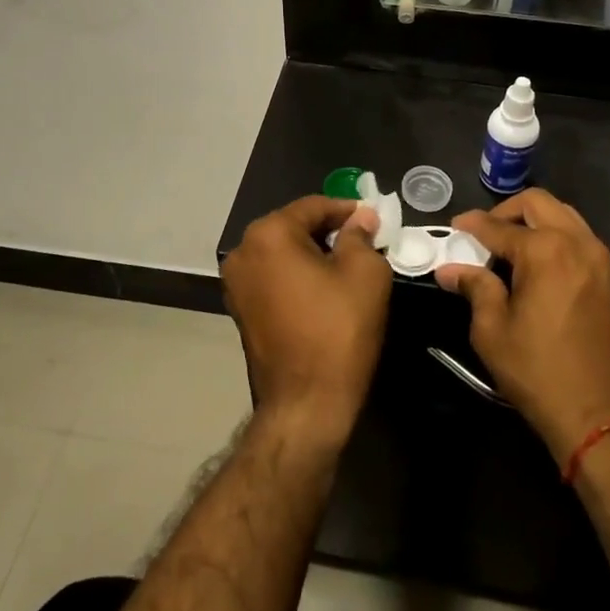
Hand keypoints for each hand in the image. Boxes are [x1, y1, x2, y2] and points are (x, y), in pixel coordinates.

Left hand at [222, 196, 394, 447]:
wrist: (306, 404)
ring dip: (312, 254)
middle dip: (328, 231)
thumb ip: (361, 236)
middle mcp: (243, 251)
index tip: (373, 219)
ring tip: (348, 265)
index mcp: (268, 234)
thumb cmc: (338, 331)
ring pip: (282, 252)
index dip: (347, 210)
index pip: (313, 206)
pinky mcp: (240, 310)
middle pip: (293, 226)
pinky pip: (273, 277)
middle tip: (364, 241)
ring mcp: (236, 283)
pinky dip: (297, 275)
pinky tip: (324, 289)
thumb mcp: (365, 274)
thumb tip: (361, 218)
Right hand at [433, 190, 609, 463]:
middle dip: (507, 212)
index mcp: (545, 251)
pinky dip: (558, 238)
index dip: (472, 224)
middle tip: (486, 234)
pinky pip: (582, 239)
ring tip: (512, 249)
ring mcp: (601, 259)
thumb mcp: (493, 331)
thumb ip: (475, 288)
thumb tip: (450, 270)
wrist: (604, 415)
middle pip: (538, 203)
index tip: (454, 227)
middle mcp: (577, 242)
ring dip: (536, 222)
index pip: (498, 226)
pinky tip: (541, 267)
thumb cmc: (539, 371)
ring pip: (565, 216)